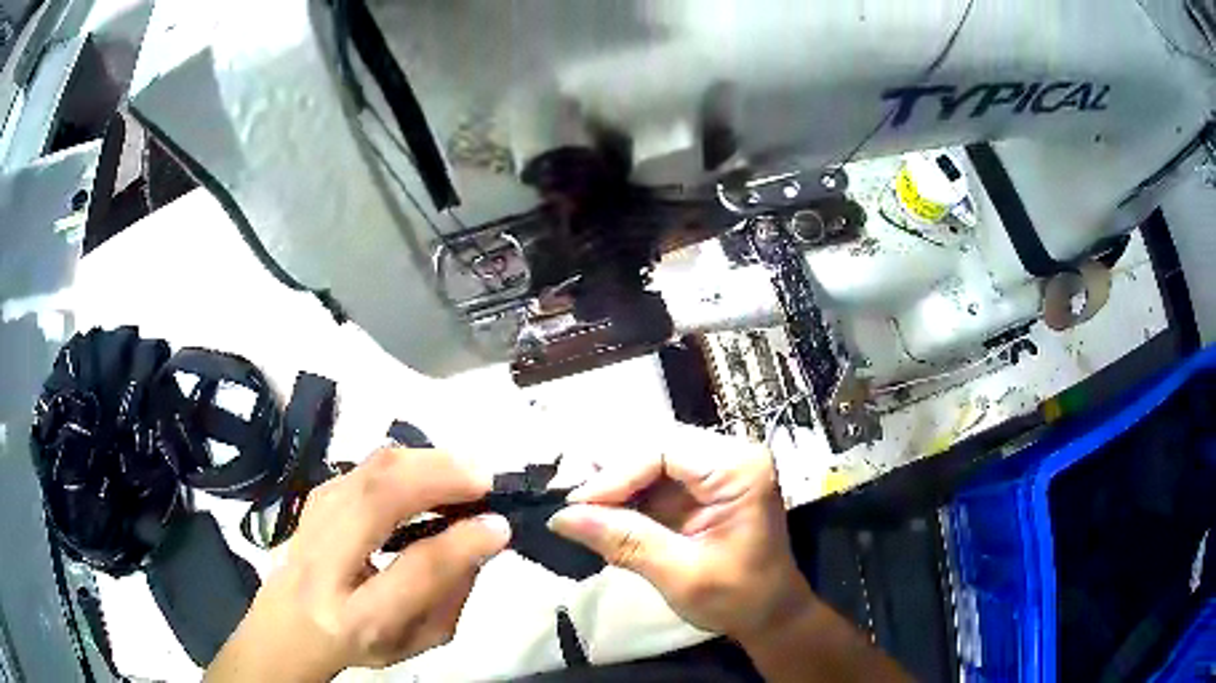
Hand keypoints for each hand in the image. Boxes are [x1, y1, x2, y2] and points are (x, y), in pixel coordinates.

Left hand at [206, 448, 510, 681]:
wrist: (291, 624)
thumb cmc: (362, 643)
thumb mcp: (416, 640)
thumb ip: (451, 595)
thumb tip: (479, 538)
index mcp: (357, 618)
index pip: (412, 572)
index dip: (461, 543)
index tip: (500, 524)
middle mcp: (325, 566)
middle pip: (375, 503)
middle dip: (435, 479)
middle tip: (483, 478)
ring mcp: (312, 524)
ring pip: (364, 474)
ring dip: (420, 461)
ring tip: (462, 469)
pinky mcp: (313, 499)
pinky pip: (361, 468)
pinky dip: (401, 461)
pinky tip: (427, 470)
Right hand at [548, 426, 812, 642]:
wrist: (769, 615)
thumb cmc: (738, 598)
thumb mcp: (680, 574)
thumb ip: (624, 541)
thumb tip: (560, 518)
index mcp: (739, 469)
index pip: (664, 449)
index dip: (615, 474)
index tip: (576, 505)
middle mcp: (728, 456)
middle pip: (654, 447)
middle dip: (610, 475)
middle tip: (571, 504)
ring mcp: (715, 470)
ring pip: (648, 460)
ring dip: (613, 485)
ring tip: (579, 510)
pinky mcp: (701, 488)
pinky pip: (653, 480)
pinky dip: (625, 498)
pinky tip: (602, 515)